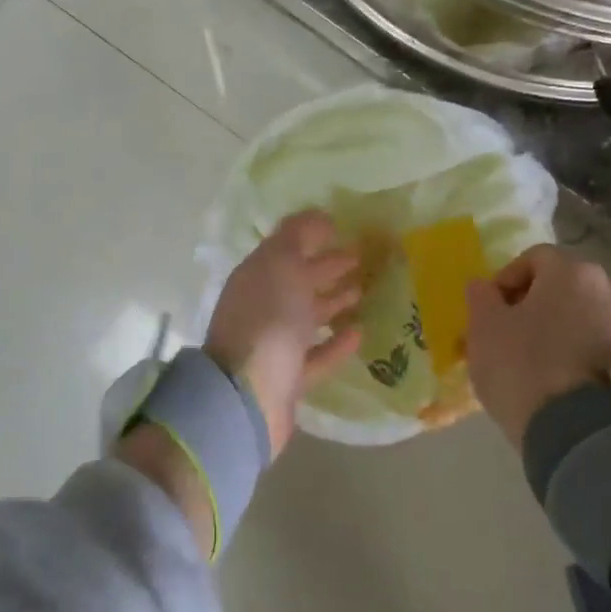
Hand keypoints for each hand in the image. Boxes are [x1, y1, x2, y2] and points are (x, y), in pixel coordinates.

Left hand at [205, 210, 361, 456]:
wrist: (247, 395)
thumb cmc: (266, 320)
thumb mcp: (280, 264)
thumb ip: (298, 235)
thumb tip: (319, 216)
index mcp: (256, 277)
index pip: (286, 249)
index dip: (313, 237)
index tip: (344, 230)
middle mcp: (261, 307)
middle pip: (298, 281)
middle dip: (327, 268)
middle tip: (362, 258)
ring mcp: (274, 344)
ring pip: (307, 317)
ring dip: (332, 303)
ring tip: (363, 291)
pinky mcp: (289, 378)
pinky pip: (317, 354)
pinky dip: (336, 343)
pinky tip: (358, 332)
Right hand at [466, 245, 610, 449]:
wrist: (574, 430)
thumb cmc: (521, 363)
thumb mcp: (483, 325)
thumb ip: (480, 296)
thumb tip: (483, 286)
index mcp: (572, 272)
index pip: (533, 258)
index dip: (504, 279)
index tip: (487, 308)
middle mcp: (605, 292)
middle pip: (555, 288)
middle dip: (525, 306)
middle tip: (499, 333)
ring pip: (570, 319)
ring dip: (544, 331)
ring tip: (517, 360)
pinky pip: (585, 347)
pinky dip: (563, 354)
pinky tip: (541, 379)